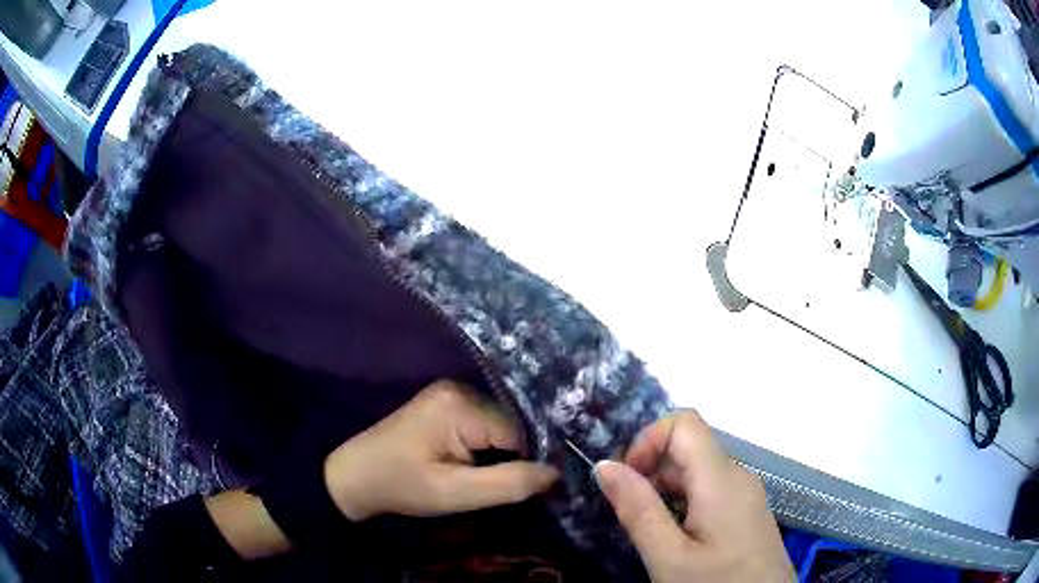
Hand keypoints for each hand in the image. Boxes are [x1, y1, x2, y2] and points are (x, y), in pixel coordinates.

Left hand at [324, 380, 558, 520]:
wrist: (356, 476)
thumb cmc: (402, 486)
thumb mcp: (456, 494)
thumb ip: (508, 484)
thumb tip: (555, 472)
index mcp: (460, 405)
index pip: (519, 432)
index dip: (525, 462)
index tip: (524, 489)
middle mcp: (459, 388)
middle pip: (511, 424)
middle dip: (513, 456)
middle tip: (504, 486)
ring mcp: (451, 392)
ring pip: (500, 424)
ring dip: (501, 452)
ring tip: (489, 476)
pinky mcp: (445, 402)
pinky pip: (484, 422)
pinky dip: (488, 444)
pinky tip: (478, 463)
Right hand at [595, 411, 793, 582]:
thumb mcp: (668, 557)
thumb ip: (638, 509)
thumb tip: (605, 465)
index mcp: (722, 478)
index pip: (684, 423)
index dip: (648, 441)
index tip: (627, 482)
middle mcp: (738, 475)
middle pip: (688, 449)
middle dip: (651, 474)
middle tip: (633, 518)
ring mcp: (746, 493)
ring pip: (697, 472)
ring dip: (665, 493)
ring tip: (653, 535)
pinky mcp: (747, 511)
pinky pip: (711, 491)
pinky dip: (684, 505)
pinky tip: (678, 540)